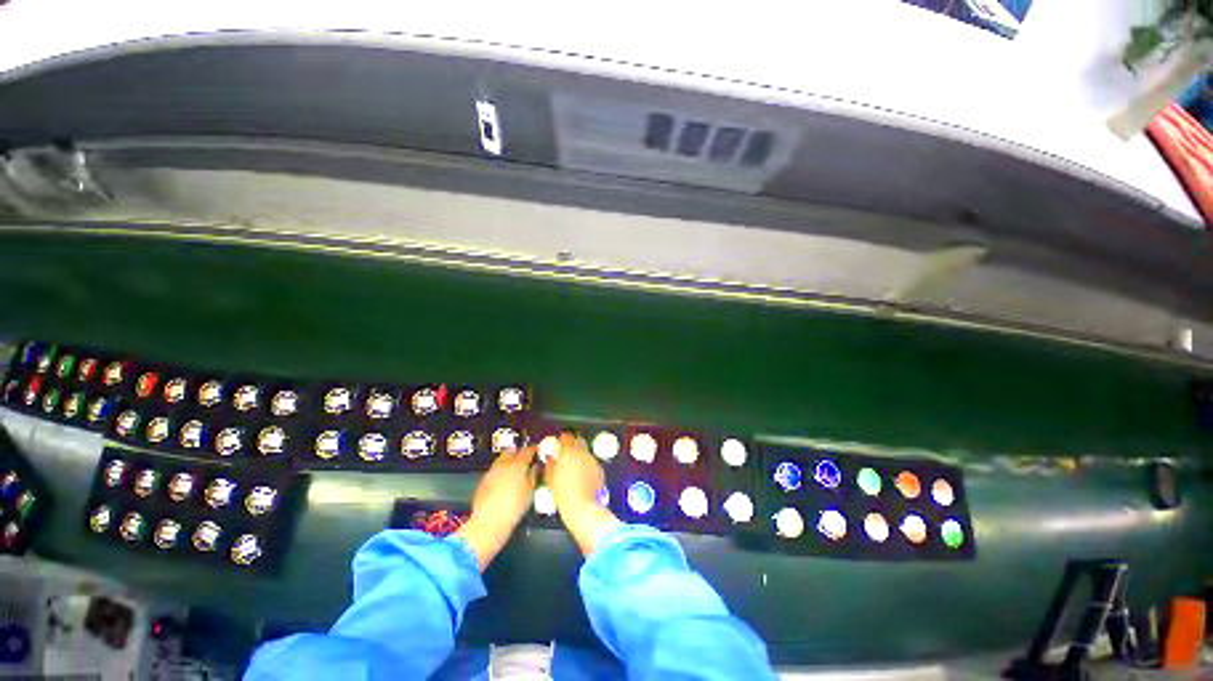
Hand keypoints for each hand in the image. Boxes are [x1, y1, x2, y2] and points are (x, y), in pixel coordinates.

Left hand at [456, 446, 537, 569]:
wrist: (488, 522)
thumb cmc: (514, 507)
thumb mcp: (530, 492)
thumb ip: (533, 476)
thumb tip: (536, 467)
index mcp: (518, 465)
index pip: (528, 451)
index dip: (534, 449)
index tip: (538, 450)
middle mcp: (504, 464)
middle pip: (512, 451)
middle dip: (520, 452)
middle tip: (526, 457)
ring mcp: (492, 471)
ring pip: (502, 459)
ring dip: (509, 460)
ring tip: (515, 468)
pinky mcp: (484, 480)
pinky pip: (495, 469)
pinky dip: (501, 469)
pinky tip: (504, 478)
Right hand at [545, 433, 619, 556]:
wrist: (584, 508)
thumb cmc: (565, 495)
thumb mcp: (551, 479)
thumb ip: (550, 464)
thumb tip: (551, 458)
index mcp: (569, 453)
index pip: (565, 437)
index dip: (561, 440)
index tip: (558, 445)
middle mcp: (583, 453)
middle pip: (578, 440)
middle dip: (572, 445)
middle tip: (565, 455)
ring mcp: (592, 460)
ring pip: (585, 451)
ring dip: (579, 455)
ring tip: (572, 468)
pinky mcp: (599, 469)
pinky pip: (591, 462)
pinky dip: (586, 465)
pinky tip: (581, 476)